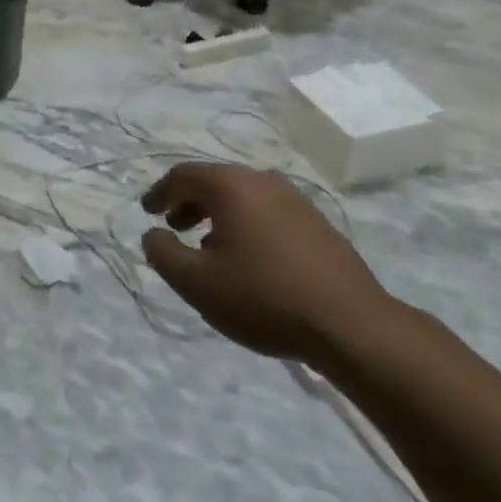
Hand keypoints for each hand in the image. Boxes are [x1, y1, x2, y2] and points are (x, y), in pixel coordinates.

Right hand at [140, 164, 397, 366]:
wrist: (353, 326)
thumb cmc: (265, 298)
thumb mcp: (198, 283)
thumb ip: (163, 254)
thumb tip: (152, 234)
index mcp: (230, 186)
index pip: (183, 175)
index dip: (160, 192)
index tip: (147, 212)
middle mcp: (261, 181)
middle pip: (214, 181)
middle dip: (189, 202)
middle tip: (174, 227)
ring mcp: (295, 200)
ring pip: (243, 196)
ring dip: (218, 214)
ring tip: (209, 248)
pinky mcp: (318, 223)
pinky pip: (268, 211)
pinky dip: (247, 224)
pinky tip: (250, 258)